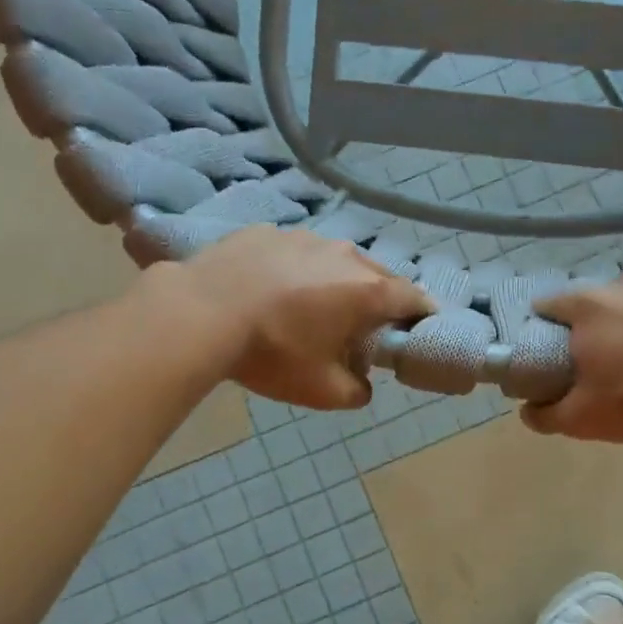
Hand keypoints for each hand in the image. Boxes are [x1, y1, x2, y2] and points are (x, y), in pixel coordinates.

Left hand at [157, 226, 433, 409]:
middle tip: (363, 327)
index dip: (421, 316)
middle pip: (377, 276)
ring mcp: (304, 237)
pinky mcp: (267, 231)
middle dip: (378, 301)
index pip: (414, 299)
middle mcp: (344, 255)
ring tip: (313, 307)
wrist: (200, 312)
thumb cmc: (272, 353)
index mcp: (367, 290)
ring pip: (335, 261)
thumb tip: (363, 386)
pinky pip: (296, 253)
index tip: (417, 331)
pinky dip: (296, 270)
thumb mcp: (321, 391)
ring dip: (336, 282)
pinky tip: (272, 291)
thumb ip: (356, 392)